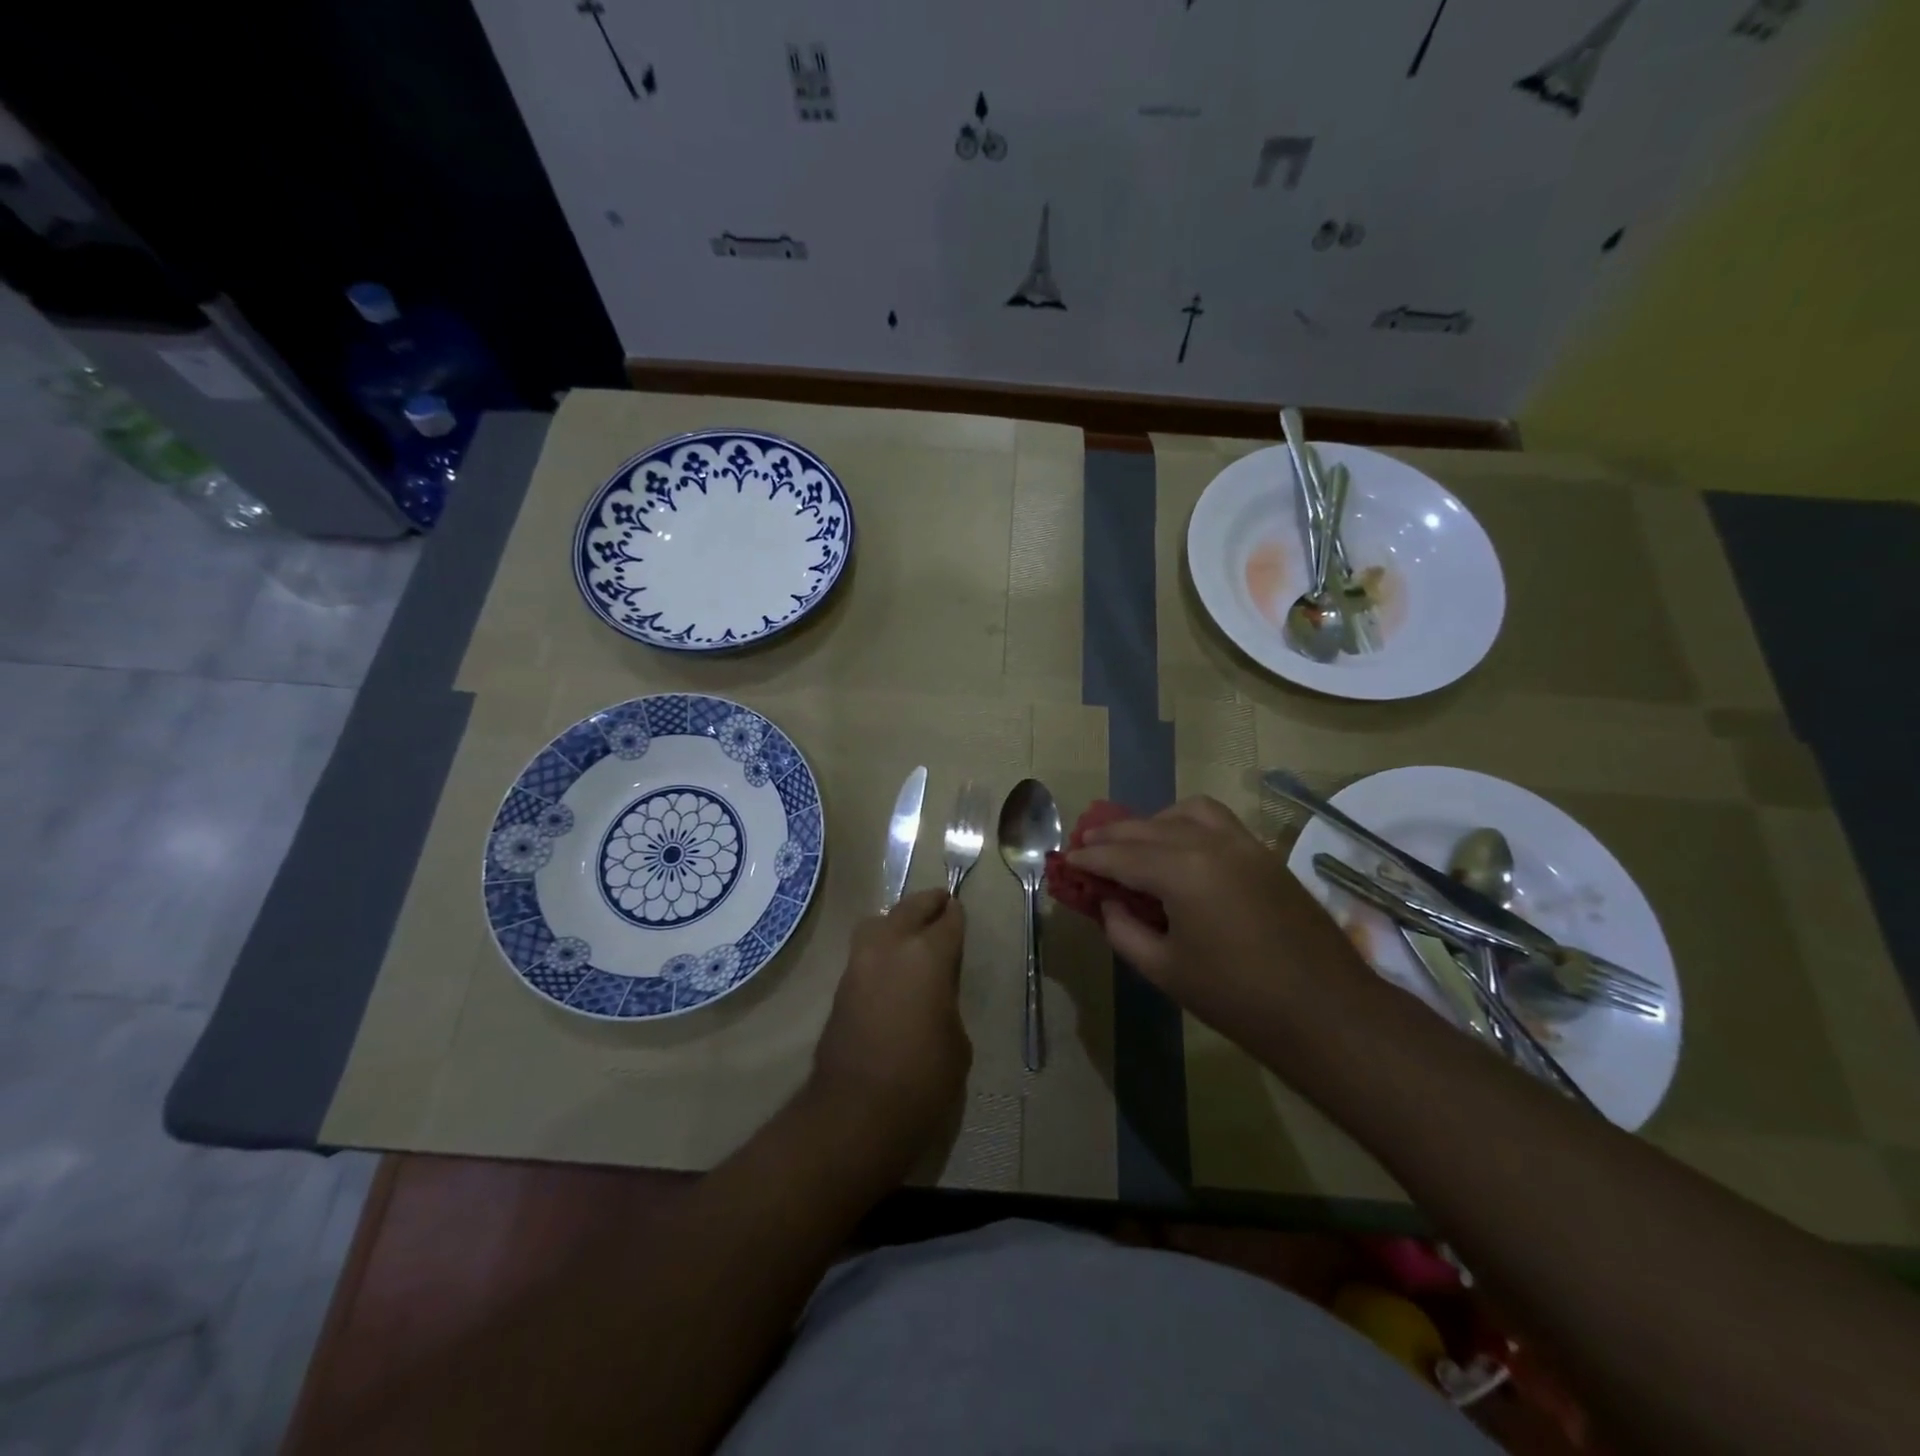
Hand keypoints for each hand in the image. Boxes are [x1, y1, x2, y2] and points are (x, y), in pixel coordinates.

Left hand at [809, 889, 970, 1168]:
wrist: (855, 1113)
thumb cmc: (923, 1080)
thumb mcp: (957, 1042)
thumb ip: (947, 1004)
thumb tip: (934, 996)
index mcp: (927, 956)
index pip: (948, 922)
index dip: (957, 916)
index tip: (960, 912)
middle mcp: (891, 947)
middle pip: (909, 908)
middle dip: (927, 904)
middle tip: (940, 902)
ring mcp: (860, 964)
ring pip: (878, 923)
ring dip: (896, 921)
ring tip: (910, 932)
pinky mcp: (841, 987)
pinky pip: (864, 951)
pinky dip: (879, 947)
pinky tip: (891, 966)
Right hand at [1067, 797, 1371, 1033]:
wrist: (1326, 1010)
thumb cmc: (1237, 997)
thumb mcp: (1165, 970)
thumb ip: (1124, 931)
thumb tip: (1110, 904)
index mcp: (1181, 871)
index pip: (1120, 855)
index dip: (1088, 858)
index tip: (1066, 859)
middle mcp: (1209, 843)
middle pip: (1147, 827)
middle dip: (1112, 835)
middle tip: (1086, 847)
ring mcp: (1242, 843)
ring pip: (1184, 812)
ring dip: (1152, 822)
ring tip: (1134, 844)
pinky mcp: (1264, 854)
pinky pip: (1216, 820)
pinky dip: (1187, 823)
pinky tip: (1179, 848)